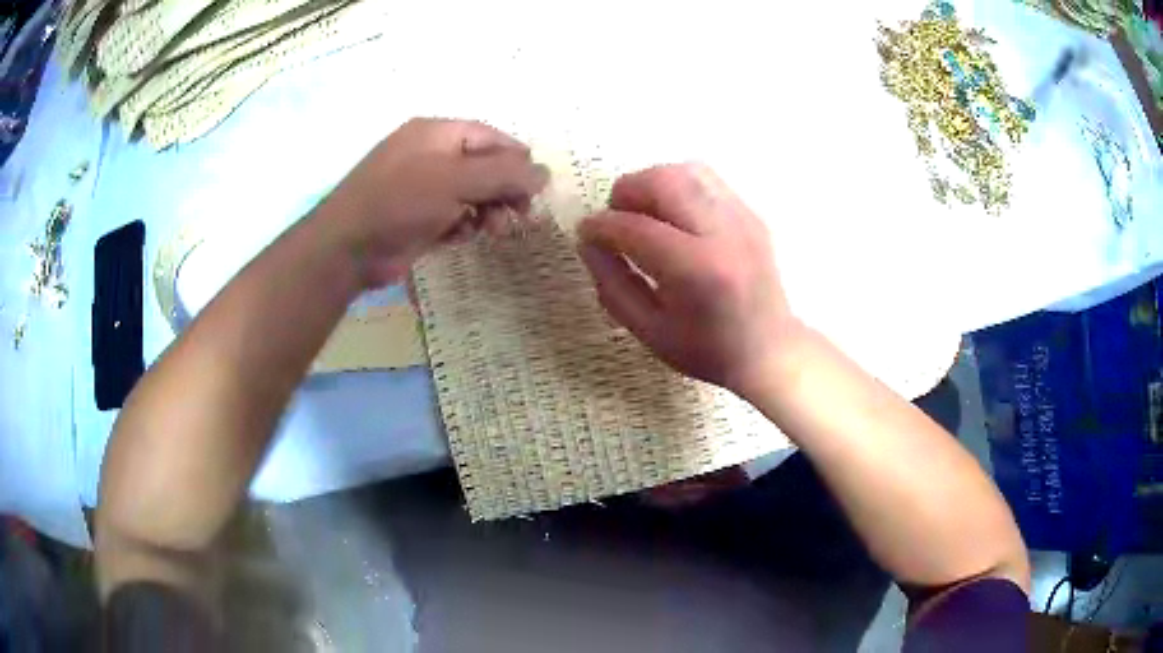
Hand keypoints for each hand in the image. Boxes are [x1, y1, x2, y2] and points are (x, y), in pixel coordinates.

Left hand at [325, 118, 548, 287]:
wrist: (348, 248)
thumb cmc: (400, 201)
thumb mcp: (455, 180)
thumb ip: (503, 175)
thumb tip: (546, 173)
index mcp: (436, 134)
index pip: (489, 137)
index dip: (517, 158)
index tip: (538, 186)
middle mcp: (430, 156)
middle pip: (483, 166)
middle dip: (503, 189)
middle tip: (520, 214)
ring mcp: (422, 189)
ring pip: (471, 194)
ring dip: (488, 211)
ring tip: (494, 230)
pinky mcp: (418, 218)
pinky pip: (454, 216)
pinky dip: (464, 226)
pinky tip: (462, 237)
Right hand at [577, 163, 800, 399]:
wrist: (769, 350)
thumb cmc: (707, 349)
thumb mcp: (649, 330)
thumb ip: (613, 285)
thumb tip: (588, 243)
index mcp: (696, 269)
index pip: (636, 228)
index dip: (601, 226)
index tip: (585, 232)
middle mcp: (722, 233)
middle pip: (664, 181)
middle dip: (627, 191)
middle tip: (616, 216)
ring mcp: (742, 218)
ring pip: (687, 170)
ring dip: (654, 183)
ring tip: (644, 211)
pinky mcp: (751, 213)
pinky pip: (708, 181)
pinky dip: (679, 188)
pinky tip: (674, 215)